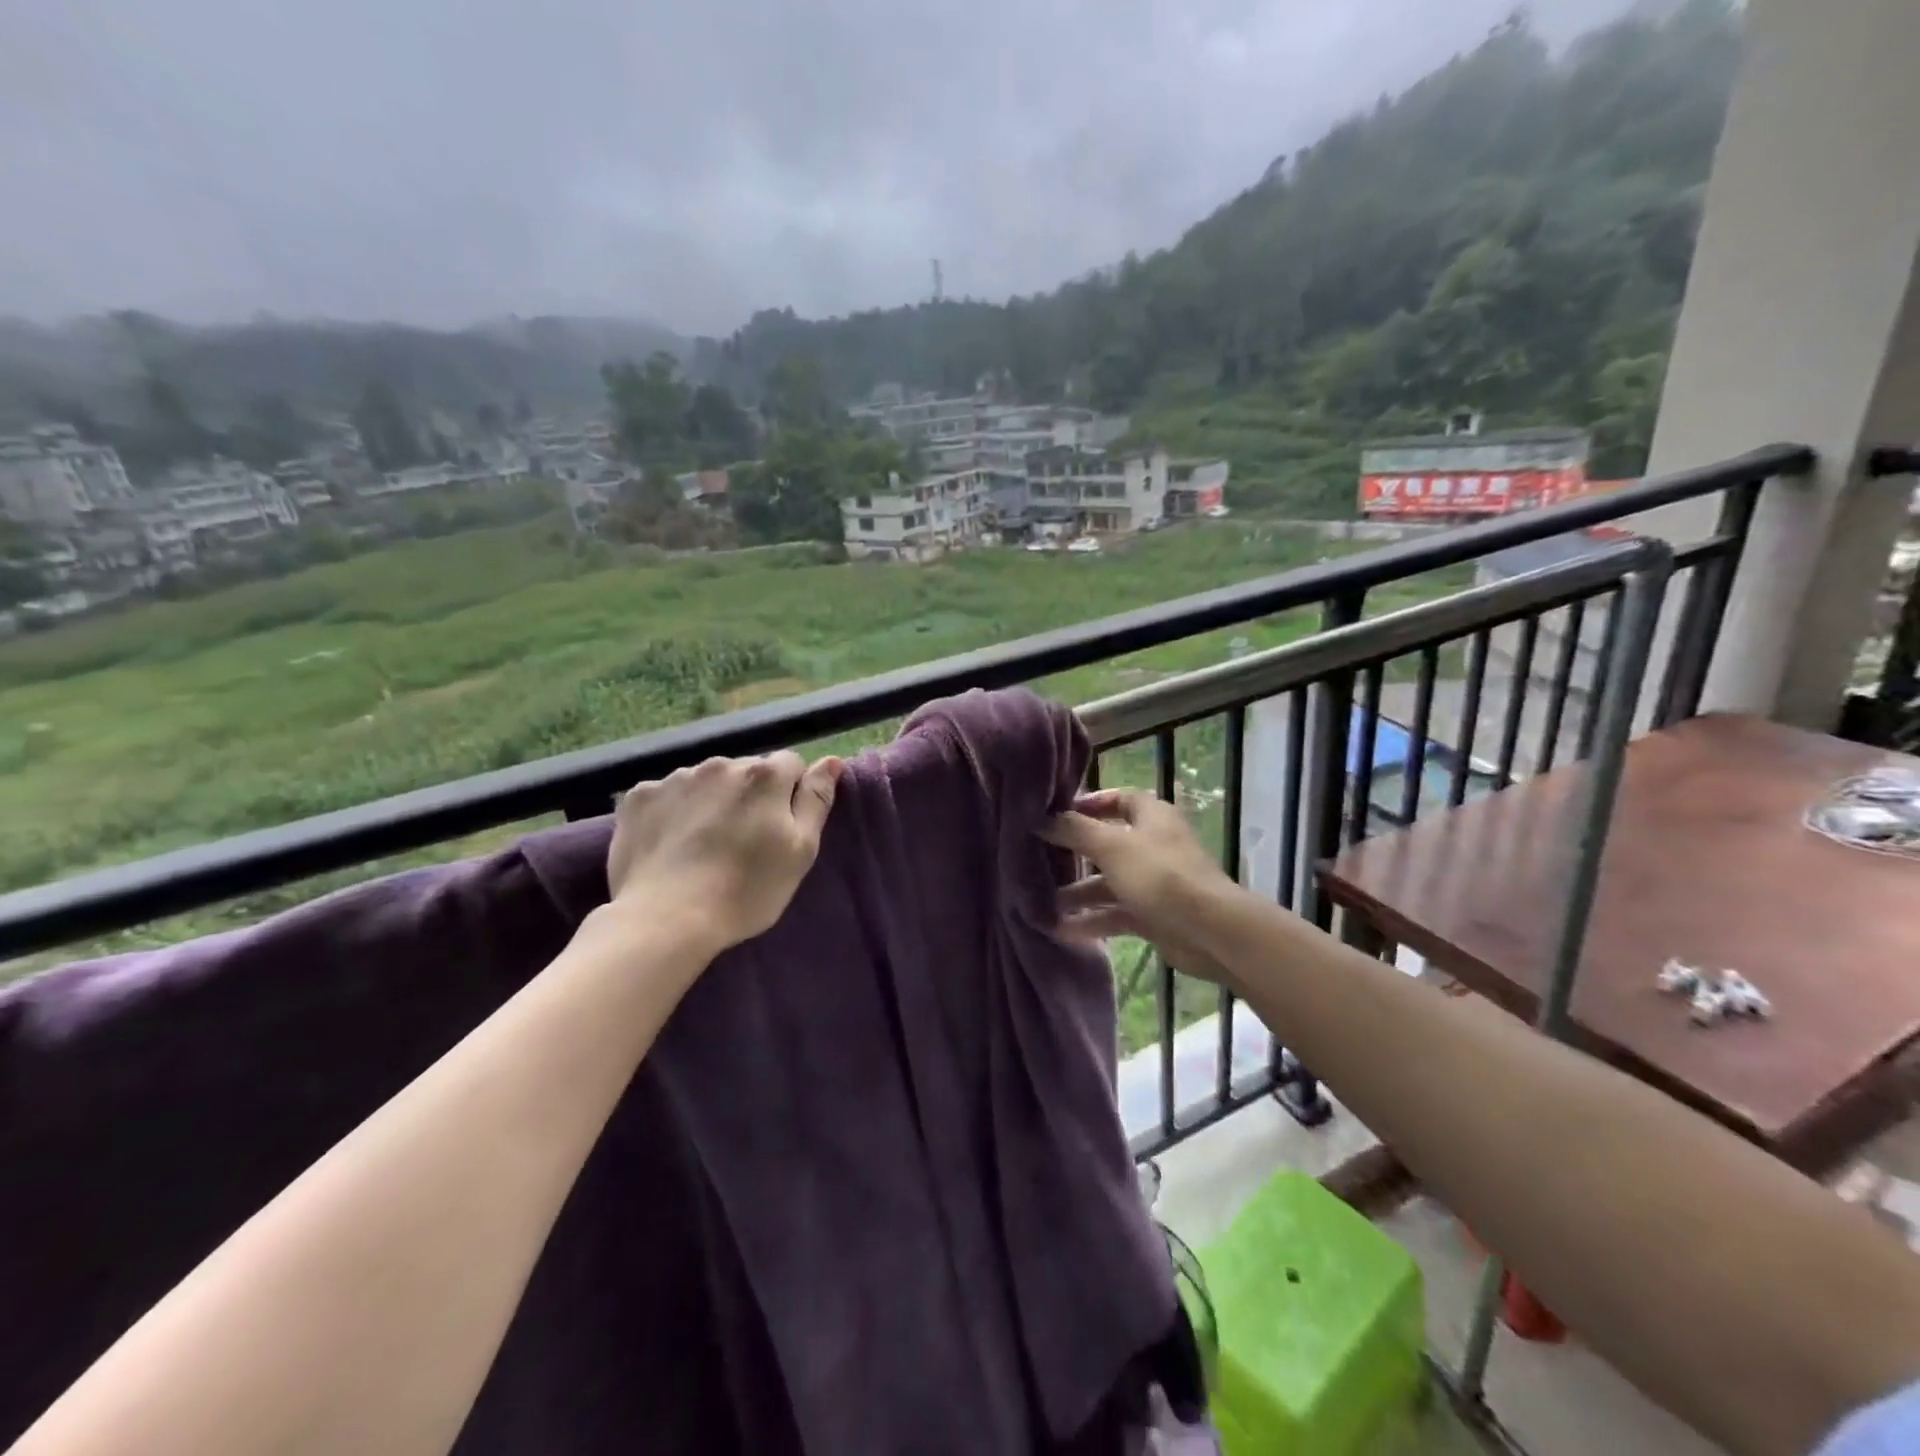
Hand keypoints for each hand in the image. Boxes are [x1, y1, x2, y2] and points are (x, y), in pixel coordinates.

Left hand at [608, 751, 843, 952]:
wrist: (666, 919)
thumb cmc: (746, 890)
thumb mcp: (800, 850)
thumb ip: (816, 799)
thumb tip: (831, 761)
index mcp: (764, 775)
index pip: (791, 764)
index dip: (790, 794)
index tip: (780, 828)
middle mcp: (719, 764)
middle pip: (746, 771)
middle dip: (750, 795)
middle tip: (743, 841)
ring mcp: (674, 778)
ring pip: (705, 781)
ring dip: (711, 801)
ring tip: (703, 845)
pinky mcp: (637, 797)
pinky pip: (666, 795)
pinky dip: (672, 811)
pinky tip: (670, 845)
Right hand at [1041, 789, 1236, 985]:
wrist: (1209, 931)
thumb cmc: (1159, 875)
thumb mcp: (1111, 846)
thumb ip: (1074, 830)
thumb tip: (1041, 818)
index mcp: (1150, 816)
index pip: (1116, 799)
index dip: (1086, 804)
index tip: (1053, 815)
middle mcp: (1152, 844)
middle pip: (1106, 843)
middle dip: (1073, 854)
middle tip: (1038, 860)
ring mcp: (1154, 881)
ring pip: (1108, 882)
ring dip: (1077, 893)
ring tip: (1039, 903)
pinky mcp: (1153, 914)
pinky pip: (1115, 913)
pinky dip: (1091, 920)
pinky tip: (1059, 930)